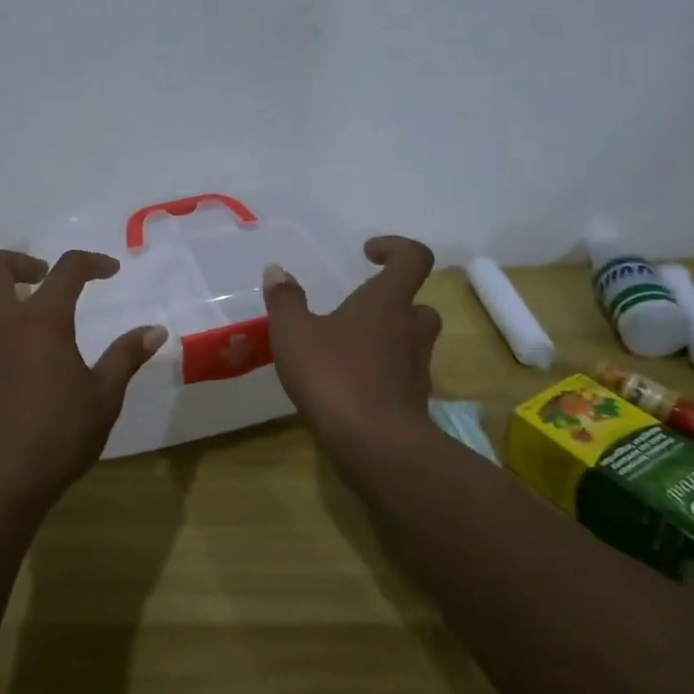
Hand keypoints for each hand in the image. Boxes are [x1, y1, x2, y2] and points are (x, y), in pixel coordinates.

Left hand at [0, 249, 165, 515]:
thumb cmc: (58, 435)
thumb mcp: (104, 396)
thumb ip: (126, 356)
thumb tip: (155, 330)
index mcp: (41, 322)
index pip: (66, 269)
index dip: (92, 262)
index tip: (111, 271)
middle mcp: (3, 326)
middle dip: (20, 261)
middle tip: (45, 275)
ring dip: (17, 310)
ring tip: (52, 345)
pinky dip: (10, 345)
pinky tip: (32, 382)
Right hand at [263, 236, 441, 459]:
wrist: (377, 446)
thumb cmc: (335, 376)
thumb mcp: (294, 333)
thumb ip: (285, 300)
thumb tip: (277, 271)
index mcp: (387, 302)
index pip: (414, 258)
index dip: (395, 247)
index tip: (367, 254)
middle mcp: (410, 329)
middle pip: (417, 303)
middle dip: (391, 301)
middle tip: (357, 310)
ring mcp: (417, 368)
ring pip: (411, 341)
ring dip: (387, 338)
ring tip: (347, 348)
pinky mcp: (413, 401)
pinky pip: (401, 375)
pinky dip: (381, 373)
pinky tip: (349, 384)